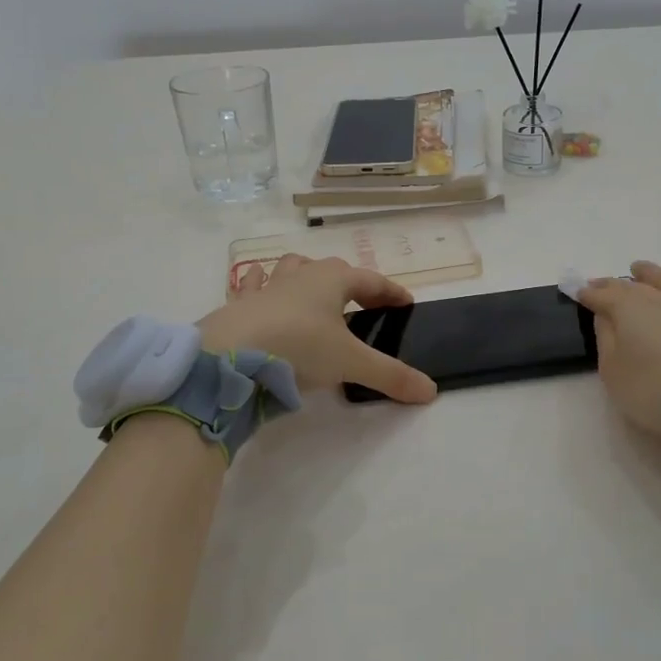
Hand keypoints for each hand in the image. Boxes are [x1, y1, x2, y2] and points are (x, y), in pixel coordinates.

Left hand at [199, 255, 437, 403]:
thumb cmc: (298, 348)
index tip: (407, 302)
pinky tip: (261, 292)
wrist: (229, 356)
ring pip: (292, 268)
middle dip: (352, 283)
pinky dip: (262, 287)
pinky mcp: (238, 305)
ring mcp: (266, 287)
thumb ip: (391, 376)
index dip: (391, 291)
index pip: (371, 280)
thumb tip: (431, 391)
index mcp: (332, 280)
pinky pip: (253, 286)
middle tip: (365, 303)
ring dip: (308, 277)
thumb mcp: (350, 364)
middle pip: (333, 269)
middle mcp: (300, 276)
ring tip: (316, 294)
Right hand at [578, 259, 660, 457]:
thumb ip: (606, 342)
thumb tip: (605, 316)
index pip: (602, 296)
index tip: (576, 291)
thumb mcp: (615, 375)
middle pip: (633, 287)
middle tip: (602, 285)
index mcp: (628, 310)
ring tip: (640, 268)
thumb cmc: (659, 393)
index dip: (588, 294)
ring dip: (653, 274)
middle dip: (614, 284)